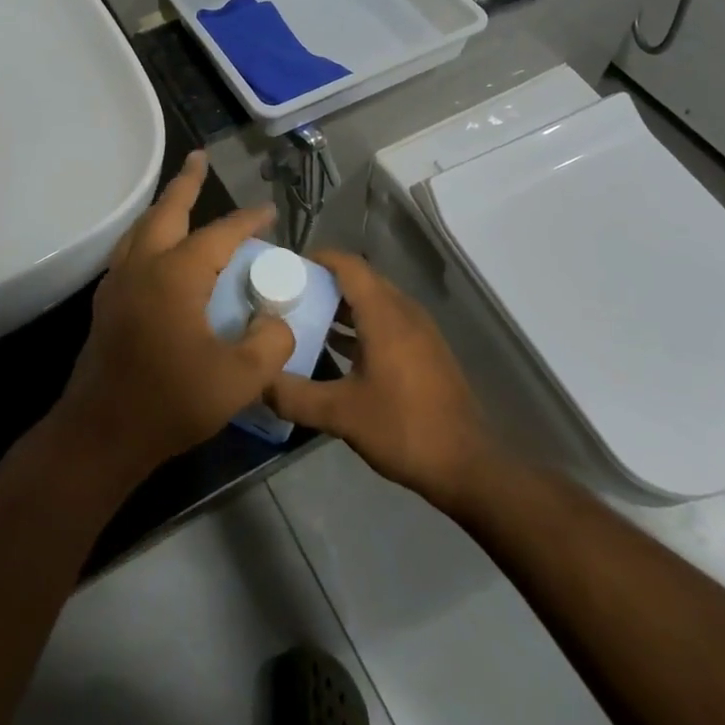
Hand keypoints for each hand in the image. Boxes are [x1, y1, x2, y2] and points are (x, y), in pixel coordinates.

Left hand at [52, 151, 294, 483]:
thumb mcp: (238, 380)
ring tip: (179, 194)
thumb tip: (277, 321)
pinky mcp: (107, 302)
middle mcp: (143, 266)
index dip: (247, 221)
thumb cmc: (169, 403)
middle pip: (166, 210)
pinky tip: (157, 247)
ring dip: (163, 205)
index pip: (219, 234)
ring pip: (142, 227)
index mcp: (176, 275)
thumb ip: (269, 344)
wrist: (100, 434)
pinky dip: (148, 233)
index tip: (269, 212)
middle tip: (199, 158)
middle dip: (186, 182)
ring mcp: (118, 282)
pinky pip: (130, 249)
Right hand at [266, 251, 494, 510]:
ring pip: (375, 301)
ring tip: (305, 318)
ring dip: (343, 305)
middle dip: (325, 282)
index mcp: (384, 314)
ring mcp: (419, 331)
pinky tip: (338, 349)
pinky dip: (361, 324)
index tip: (286, 266)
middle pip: (361, 280)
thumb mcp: (341, 415)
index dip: (318, 259)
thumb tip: (257, 383)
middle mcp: (404, 312)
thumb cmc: (403, 429)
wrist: (467, 465)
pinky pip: (388, 321)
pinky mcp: (426, 351)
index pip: (348, 265)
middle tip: (288, 294)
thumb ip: (295, 396)